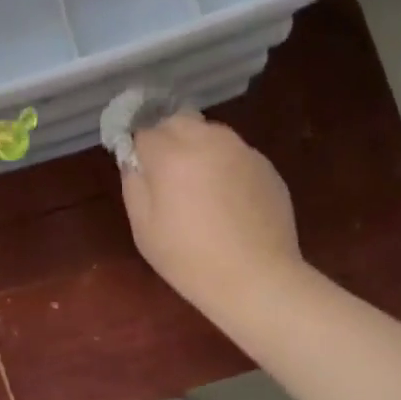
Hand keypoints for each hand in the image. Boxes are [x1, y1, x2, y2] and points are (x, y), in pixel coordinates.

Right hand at [120, 111, 304, 317]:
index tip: (139, 170)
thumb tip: (134, 160)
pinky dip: (225, 165)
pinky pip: (235, 153)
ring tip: (198, 185)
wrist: (257, 279)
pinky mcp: (266, 166)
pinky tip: (227, 199)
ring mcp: (242, 151)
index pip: (144, 131)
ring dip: (197, 147)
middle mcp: (208, 141)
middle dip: (167, 138)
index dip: (138, 149)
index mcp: (171, 155)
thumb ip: (134, 184)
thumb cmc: (189, 259)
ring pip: (210, 133)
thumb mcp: (144, 228)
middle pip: (178, 121)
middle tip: (166, 174)